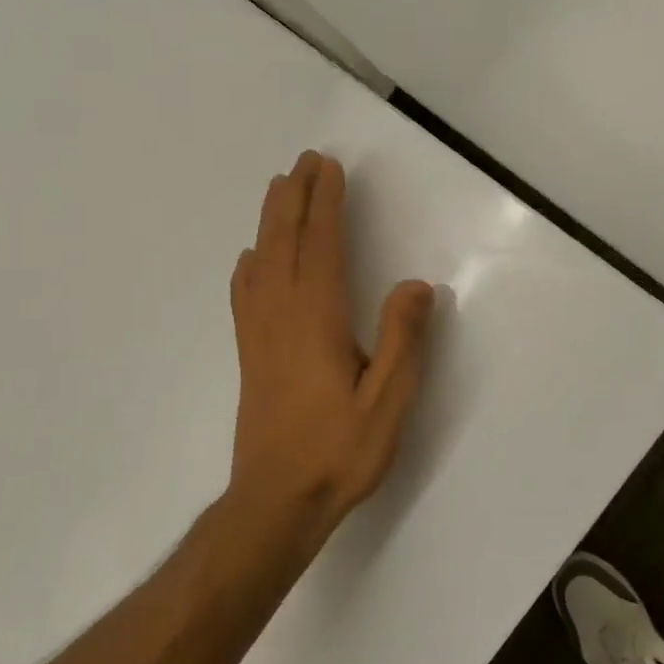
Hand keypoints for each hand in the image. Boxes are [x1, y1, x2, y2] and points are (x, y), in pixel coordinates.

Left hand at [227, 152, 434, 537]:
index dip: (325, 204)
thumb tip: (417, 285)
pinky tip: (252, 259)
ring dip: (270, 220)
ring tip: (279, 190)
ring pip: (261, 261)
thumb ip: (404, 339)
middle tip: (303, 161)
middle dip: (293, 197)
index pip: (321, 246)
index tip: (329, 168)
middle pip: (283, 242)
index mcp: (317, 320)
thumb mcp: (388, 401)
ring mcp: (260, 335)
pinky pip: (246, 293)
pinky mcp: (251, 356)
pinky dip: (251, 263)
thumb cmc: (339, 452)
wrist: (276, 503)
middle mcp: (282, 316)